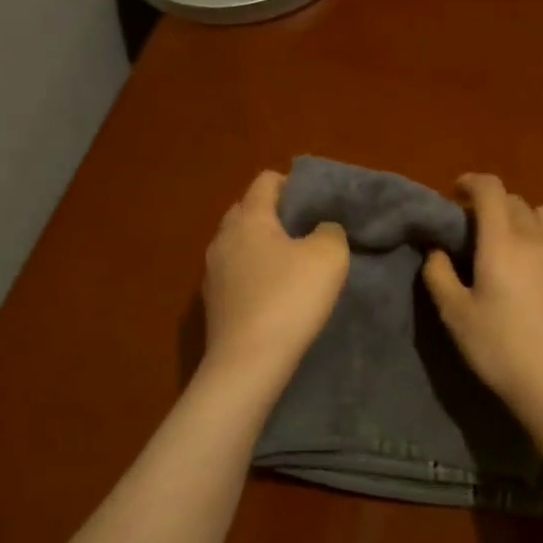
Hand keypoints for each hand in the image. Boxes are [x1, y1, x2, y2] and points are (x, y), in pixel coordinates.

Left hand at [201, 170, 348, 386]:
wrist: (248, 361)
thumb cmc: (290, 298)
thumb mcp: (329, 256)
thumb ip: (330, 231)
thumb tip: (322, 228)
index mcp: (249, 217)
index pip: (266, 181)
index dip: (292, 184)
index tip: (316, 203)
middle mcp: (223, 237)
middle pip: (247, 209)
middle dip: (274, 213)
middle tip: (305, 231)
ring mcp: (212, 270)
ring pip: (238, 243)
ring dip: (261, 246)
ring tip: (290, 264)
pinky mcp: (211, 301)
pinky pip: (234, 273)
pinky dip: (252, 273)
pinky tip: (272, 294)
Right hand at [422, 173, 542, 415]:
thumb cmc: (497, 347)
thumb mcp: (454, 314)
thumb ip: (439, 274)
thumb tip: (437, 250)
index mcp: (501, 242)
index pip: (490, 190)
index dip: (472, 182)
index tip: (457, 192)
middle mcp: (535, 238)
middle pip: (516, 201)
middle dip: (494, 205)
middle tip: (478, 229)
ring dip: (528, 216)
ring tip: (516, 234)